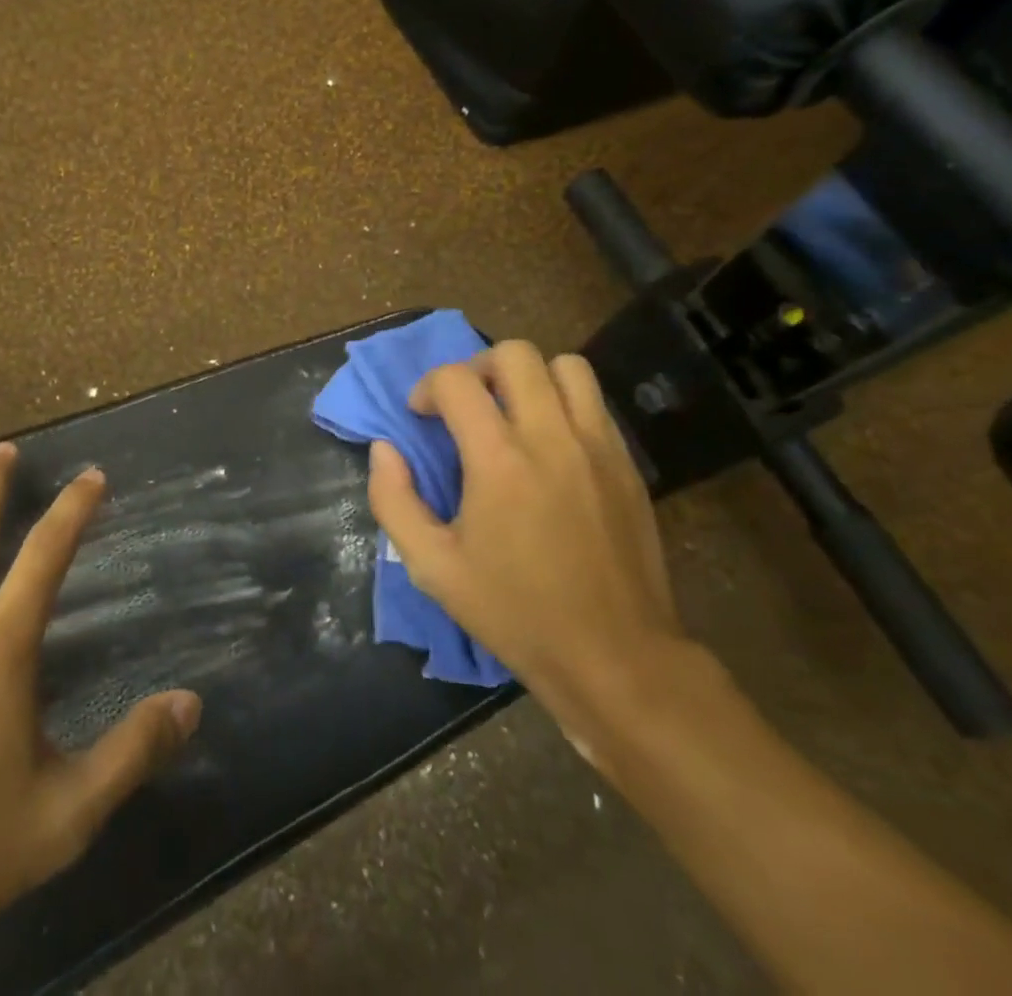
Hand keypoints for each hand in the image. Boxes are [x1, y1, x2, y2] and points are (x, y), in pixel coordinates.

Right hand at [366, 341, 689, 761]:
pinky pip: (594, 401)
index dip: (428, 387)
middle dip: (477, 368)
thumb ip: (394, 501)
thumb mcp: (432, 568)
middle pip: (514, 354)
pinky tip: (550, 443)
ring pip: (565, 365)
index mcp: (499, 461)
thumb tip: (384, 449)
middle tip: (466, 407)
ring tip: (513, 413)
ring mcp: (597, 445)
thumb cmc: (515, 613)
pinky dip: (564, 402)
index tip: (422, 415)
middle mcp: (551, 437)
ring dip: (529, 376)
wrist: (615, 657)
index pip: (456, 381)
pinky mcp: (626, 462)